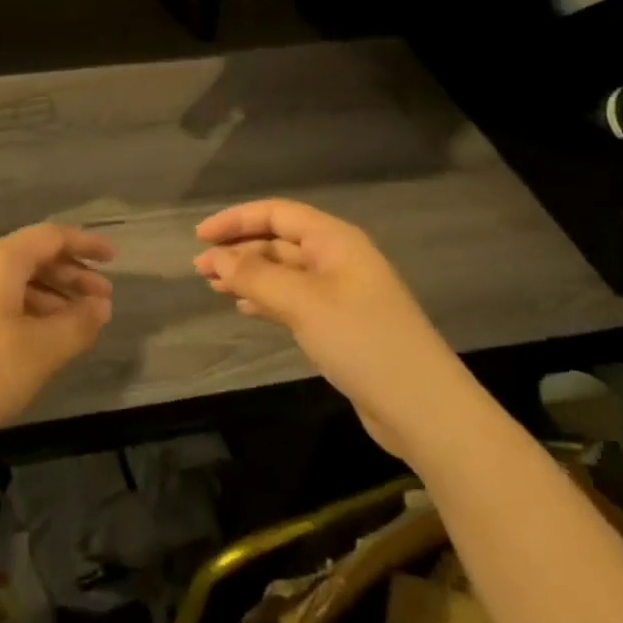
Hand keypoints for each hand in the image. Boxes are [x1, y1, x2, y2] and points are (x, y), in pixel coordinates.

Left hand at [0, 224, 113, 463]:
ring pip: (10, 281)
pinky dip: (21, 309)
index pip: (49, 237)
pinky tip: (35, 339)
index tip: (114, 259)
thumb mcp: (40, 353)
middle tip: (102, 303)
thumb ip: (77, 325)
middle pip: (30, 257)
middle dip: (70, 276)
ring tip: (75, 325)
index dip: (85, 245)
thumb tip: (99, 308)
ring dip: (47, 296)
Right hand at [194, 199, 464, 459]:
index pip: (278, 214)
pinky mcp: (341, 324)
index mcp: (335, 241)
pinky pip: (294, 299)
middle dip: (239, 250)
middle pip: (279, 241)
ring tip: (212, 286)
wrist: (423, 408)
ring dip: (249, 275)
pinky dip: (266, 299)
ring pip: (284, 272)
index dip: (236, 220)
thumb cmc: (362, 341)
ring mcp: (341, 293)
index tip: (200, 237)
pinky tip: (244, 308)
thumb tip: (214, 257)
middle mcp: (338, 259)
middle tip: (200, 269)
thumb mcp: (302, 303)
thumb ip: (255, 276)